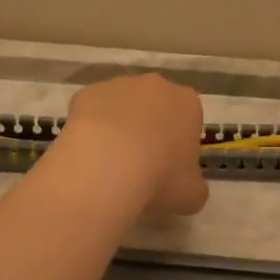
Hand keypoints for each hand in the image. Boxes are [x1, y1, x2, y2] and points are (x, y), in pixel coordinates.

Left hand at [56, 73, 208, 217]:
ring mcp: (117, 85)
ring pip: (122, 106)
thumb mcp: (193, 194)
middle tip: (141, 165)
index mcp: (188, 104)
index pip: (189, 121)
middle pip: (155, 107)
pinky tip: (89, 155)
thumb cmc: (161, 179)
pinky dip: (91, 130)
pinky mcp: (86, 93)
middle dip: (150, 130)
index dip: (179, 145)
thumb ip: (193, 183)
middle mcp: (156, 86)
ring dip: (119, 127)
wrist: (106, 170)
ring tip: (110, 164)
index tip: (170, 169)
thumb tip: (184, 184)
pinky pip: (91, 112)